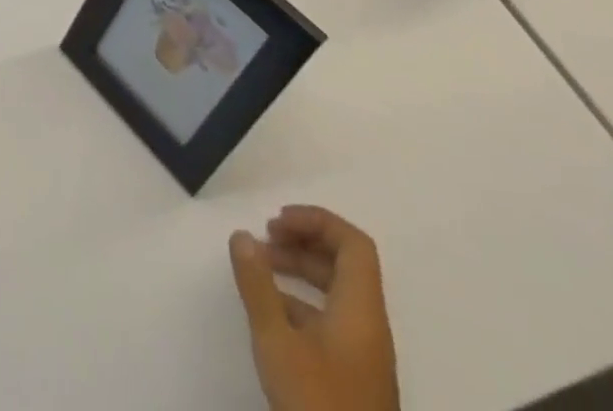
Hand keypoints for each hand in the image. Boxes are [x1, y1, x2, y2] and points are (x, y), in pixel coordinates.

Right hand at [229, 206, 399, 410]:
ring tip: (260, 271)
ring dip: (299, 272)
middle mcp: (369, 328)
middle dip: (302, 242)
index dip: (317, 221)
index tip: (277, 221)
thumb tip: (242, 235)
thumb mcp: (277, 341)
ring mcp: (364, 357)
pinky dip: (301, 303)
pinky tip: (271, 315)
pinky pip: (331, 321)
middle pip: (344, 265)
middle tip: (263, 240)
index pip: (353, 244)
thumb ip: (258, 284)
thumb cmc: (317, 405)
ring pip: (336, 293)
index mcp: (361, 311)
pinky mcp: (354, 380)